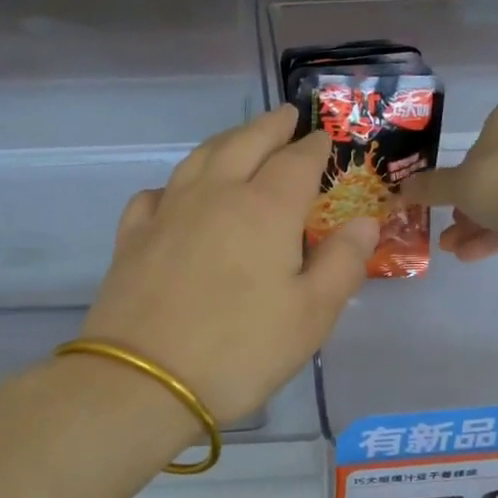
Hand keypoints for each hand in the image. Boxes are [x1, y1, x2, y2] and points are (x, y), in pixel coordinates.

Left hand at [80, 106, 379, 421]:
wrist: (142, 381)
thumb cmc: (240, 351)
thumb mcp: (311, 316)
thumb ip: (342, 264)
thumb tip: (364, 223)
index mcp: (265, 209)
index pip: (297, 162)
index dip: (314, 146)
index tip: (325, 137)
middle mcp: (215, 195)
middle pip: (245, 143)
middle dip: (270, 127)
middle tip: (285, 116)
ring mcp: (168, 212)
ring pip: (199, 158)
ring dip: (226, 141)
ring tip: (240, 140)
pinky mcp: (132, 237)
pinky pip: (156, 194)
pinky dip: (175, 184)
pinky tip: (177, 195)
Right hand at [402, 96, 497, 261]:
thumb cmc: (496, 179)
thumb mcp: (453, 185)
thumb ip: (429, 187)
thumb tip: (402, 189)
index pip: (487, 132)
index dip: (466, 162)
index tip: (452, 187)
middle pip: (497, 170)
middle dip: (470, 202)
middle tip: (450, 224)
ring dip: (479, 224)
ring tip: (453, 249)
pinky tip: (471, 256)